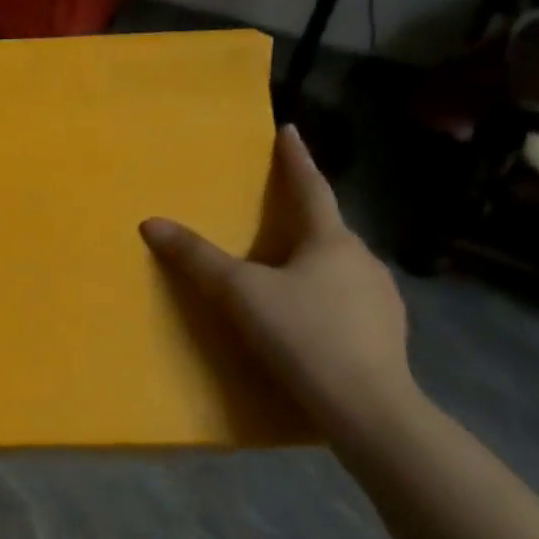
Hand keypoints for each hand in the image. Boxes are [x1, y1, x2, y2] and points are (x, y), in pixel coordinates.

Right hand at [140, 125, 416, 436]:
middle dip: (302, 216)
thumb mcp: (239, 294)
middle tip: (276, 212)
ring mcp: (382, 298)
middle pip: (326, 228)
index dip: (296, 159)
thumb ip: (196, 258)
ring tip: (287, 270)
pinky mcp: (387, 333)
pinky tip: (311, 318)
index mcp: (331, 241)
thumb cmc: (302, 335)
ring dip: (314, 260)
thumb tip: (151, 223)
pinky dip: (326, 295)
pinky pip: (348, 298)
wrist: (367, 408)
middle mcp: (362, 261)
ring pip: (339, 266)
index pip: (311, 188)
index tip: (289, 131)